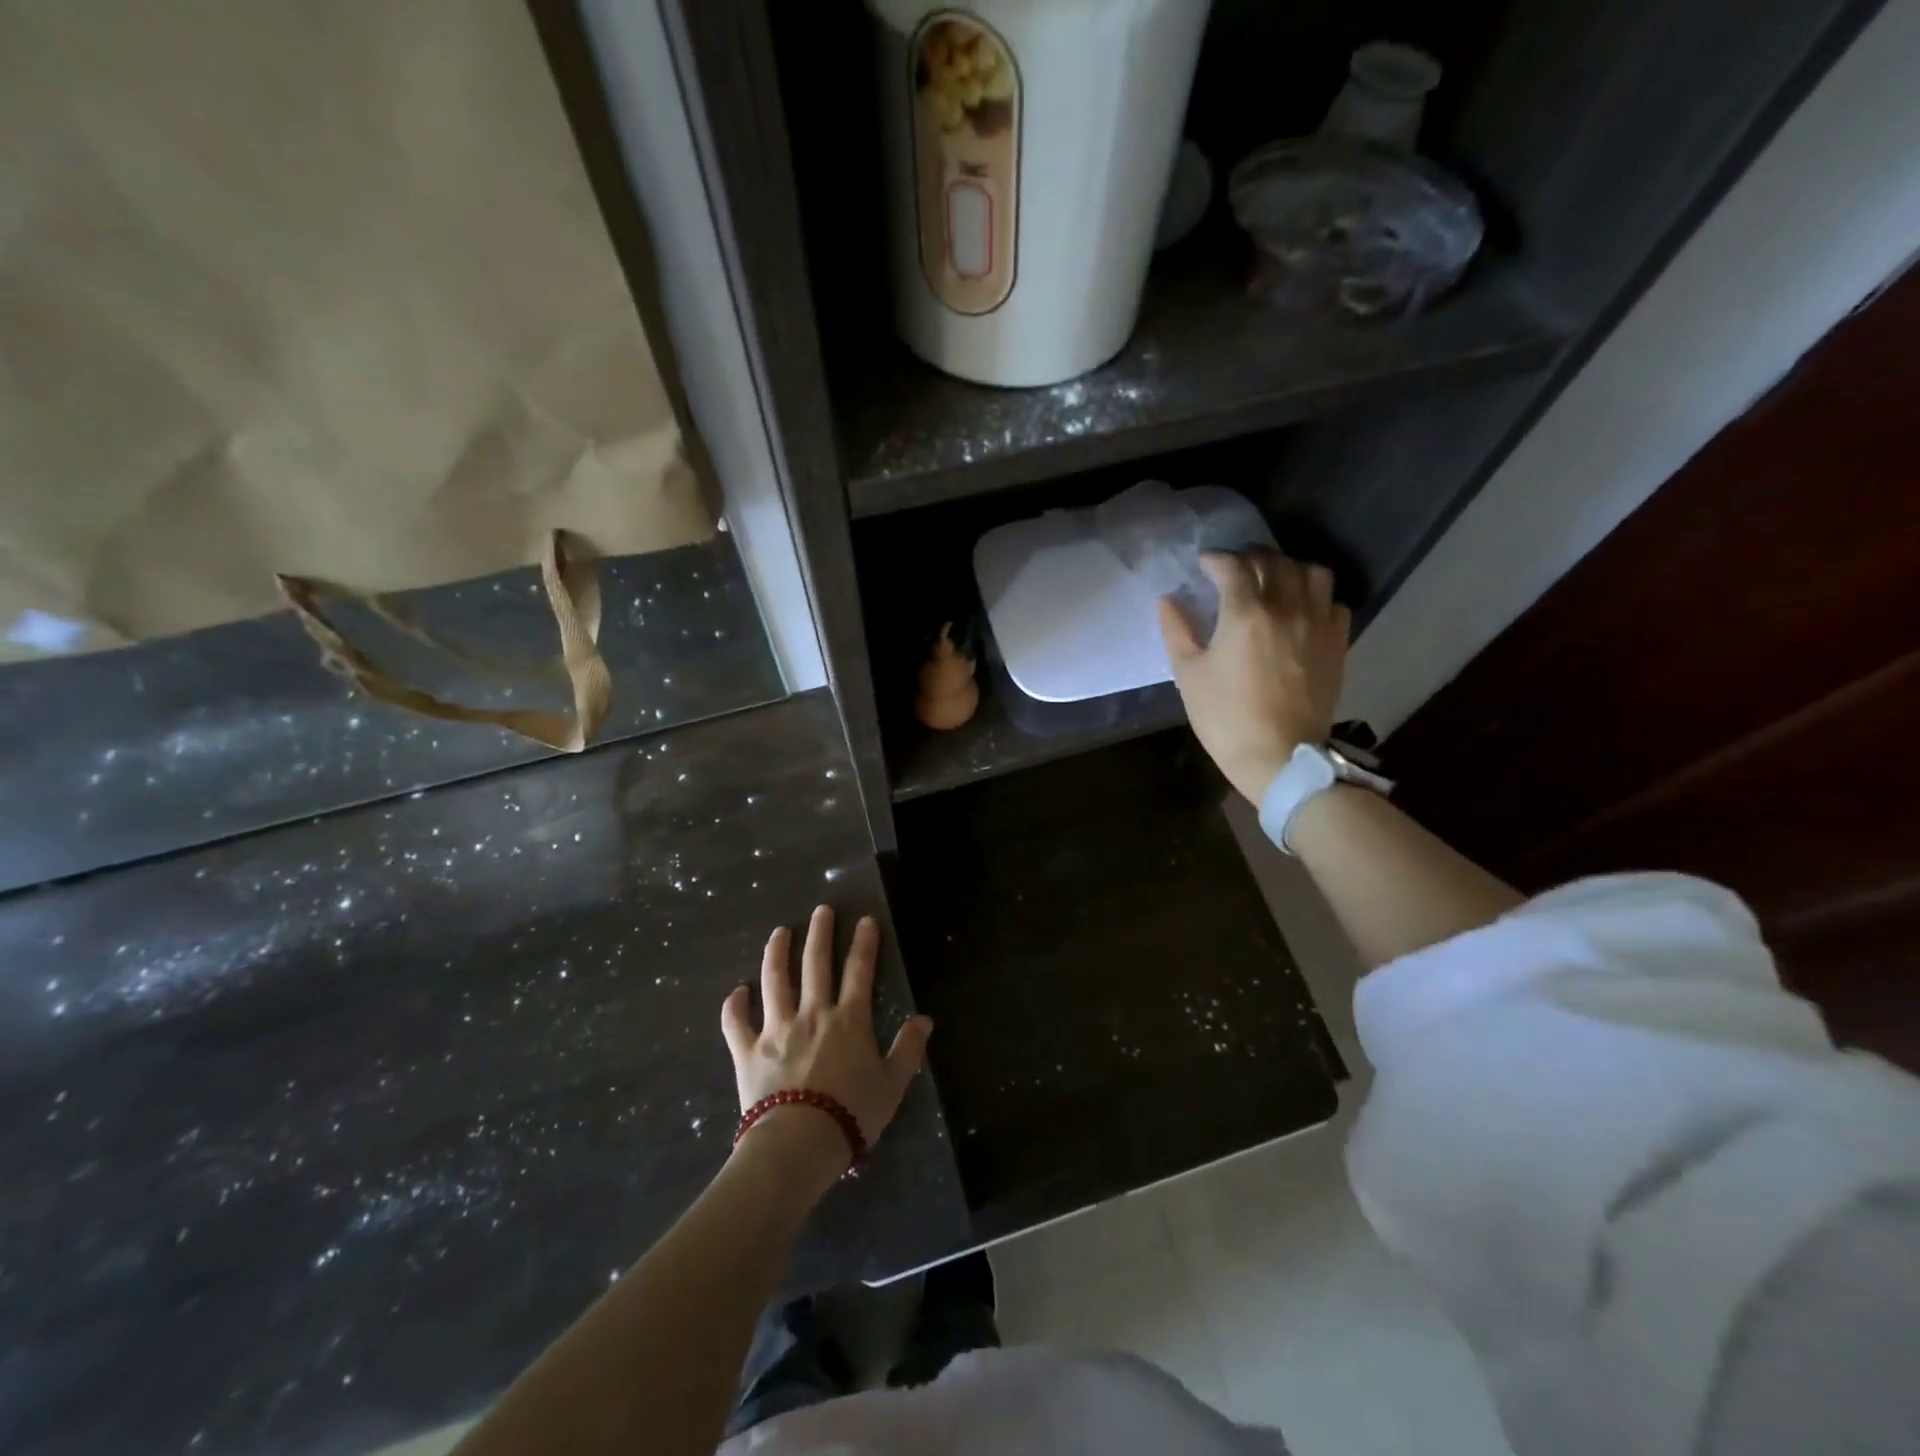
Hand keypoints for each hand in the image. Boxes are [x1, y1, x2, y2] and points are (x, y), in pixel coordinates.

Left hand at [721, 907, 932, 1175]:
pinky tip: (736, 991)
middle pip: (815, 964)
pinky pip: (737, 1023)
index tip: (865, 920)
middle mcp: (812, 1014)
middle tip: (821, 910)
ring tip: (779, 932)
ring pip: (775, 981)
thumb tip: (924, 1020)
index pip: (860, 971)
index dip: (864, 943)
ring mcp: (777, 1029)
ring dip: (777, 953)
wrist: (798, 1144)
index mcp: (848, 1020)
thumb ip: (908, 1050)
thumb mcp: (892, 1085)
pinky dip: (734, 1006)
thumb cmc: (851, 1114)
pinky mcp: (749, 1051)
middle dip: (820, 933)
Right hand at [1157, 549, 1350, 804]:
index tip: (1204, 564)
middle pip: (1273, 561)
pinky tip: (1301, 608)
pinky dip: (1316, 596)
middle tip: (1234, 568)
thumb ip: (1177, 631)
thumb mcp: (1190, 675)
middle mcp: (1286, 607)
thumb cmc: (1226, 718)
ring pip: (1311, 572)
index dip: (1215, 559)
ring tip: (1273, 579)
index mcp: (1245, 613)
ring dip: (1289, 568)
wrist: (1280, 756)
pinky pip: (1333, 601)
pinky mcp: (1337, 642)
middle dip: (1250, 557)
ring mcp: (1317, 622)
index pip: (1232, 566)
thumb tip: (1167, 601)